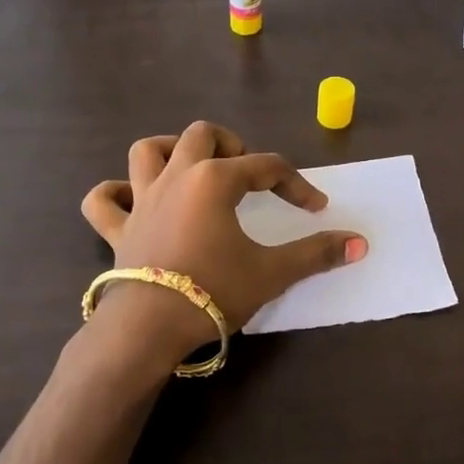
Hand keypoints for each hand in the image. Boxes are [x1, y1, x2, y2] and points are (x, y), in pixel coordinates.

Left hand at [80, 122, 367, 359]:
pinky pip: (102, 200)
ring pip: (146, 151)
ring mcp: (141, 201)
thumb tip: (361, 243)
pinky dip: (114, 194)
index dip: (295, 184)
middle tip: (246, 171)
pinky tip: (130, 200)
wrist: (149, 327)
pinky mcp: (118, 229)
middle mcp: (176, 178)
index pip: (266, 167)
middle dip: (229, 145)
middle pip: (201, 136)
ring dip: (170, 151)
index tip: (315, 207)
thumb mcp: (272, 273)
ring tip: (191, 167)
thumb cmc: (214, 291)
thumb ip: (316, 254)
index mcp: (215, 181)